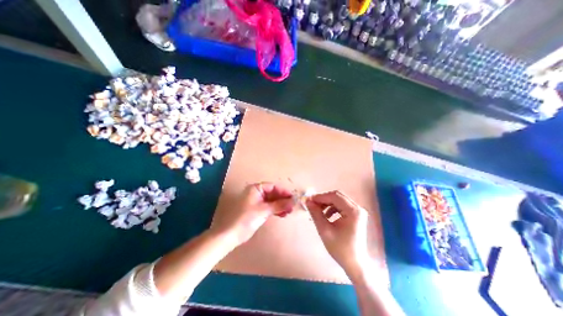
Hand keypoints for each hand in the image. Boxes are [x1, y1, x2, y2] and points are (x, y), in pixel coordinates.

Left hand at [210, 182, 294, 246]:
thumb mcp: (264, 210)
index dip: (283, 191)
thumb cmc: (247, 218)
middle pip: (273, 193)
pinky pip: (269, 207)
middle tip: (292, 206)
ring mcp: (257, 201)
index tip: (292, 198)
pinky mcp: (257, 210)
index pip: (273, 186)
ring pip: (272, 201)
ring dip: (280, 205)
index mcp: (256, 188)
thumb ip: (279, 204)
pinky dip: (276, 210)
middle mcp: (257, 193)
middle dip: (283, 199)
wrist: (232, 234)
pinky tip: (282, 214)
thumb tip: (293, 201)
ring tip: (288, 212)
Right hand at [308, 191, 369, 279]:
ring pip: (338, 200)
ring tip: (318, 211)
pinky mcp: (355, 215)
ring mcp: (357, 211)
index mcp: (353, 211)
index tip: (309, 201)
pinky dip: (332, 208)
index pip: (334, 196)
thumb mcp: (325, 230)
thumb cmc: (341, 249)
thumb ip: (315, 214)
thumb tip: (307, 201)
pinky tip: (326, 216)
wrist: (355, 264)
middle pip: (337, 196)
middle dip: (323, 199)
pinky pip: (341, 206)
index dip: (320, 197)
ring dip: (327, 203)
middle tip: (312, 205)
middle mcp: (357, 208)